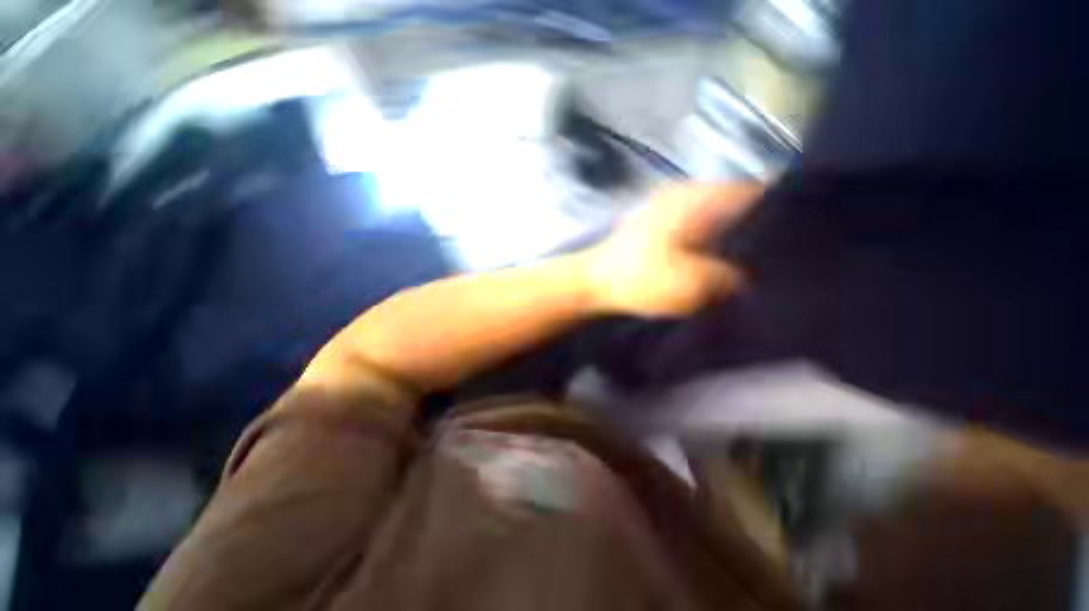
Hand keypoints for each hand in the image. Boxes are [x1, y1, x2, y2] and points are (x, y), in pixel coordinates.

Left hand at [582, 182, 762, 316]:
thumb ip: (730, 278)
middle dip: (755, 230)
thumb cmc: (638, 279)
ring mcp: (669, 209)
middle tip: (773, 258)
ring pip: (715, 218)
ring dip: (730, 239)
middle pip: (735, 205)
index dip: (780, 214)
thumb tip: (749, 277)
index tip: (795, 241)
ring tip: (749, 264)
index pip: (756, 193)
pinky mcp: (658, 227)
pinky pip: (696, 229)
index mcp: (696, 198)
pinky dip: (708, 243)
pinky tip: (715, 263)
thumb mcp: (692, 284)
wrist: (593, 282)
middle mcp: (685, 195)